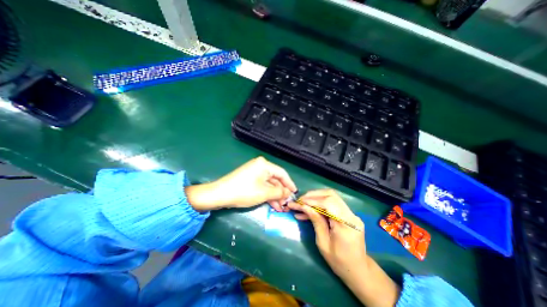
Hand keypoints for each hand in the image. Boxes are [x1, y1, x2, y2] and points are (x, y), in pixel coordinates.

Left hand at [184, 158, 296, 210]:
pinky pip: (262, 186)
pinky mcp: (249, 179)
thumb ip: (279, 192)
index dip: (289, 184)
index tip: (295, 193)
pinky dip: (267, 195)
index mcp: (264, 165)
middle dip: (281, 192)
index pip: (282, 173)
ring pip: (269, 184)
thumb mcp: (264, 193)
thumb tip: (289, 193)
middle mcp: (260, 166)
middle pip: (275, 179)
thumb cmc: (244, 191)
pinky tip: (272, 205)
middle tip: (287, 203)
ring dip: (274, 196)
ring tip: (280, 208)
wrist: (219, 195)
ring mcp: (254, 172)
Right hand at [286, 190, 366, 281]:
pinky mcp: (348, 214)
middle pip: (331, 195)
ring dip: (315, 198)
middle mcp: (351, 215)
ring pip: (331, 196)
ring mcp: (351, 213)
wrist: (358, 270)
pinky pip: (332, 204)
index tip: (299, 202)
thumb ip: (316, 221)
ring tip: (302, 204)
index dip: (312, 200)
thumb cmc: (339, 261)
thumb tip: (304, 206)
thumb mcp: (323, 243)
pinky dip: (320, 204)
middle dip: (313, 195)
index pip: (328, 203)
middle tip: (300, 200)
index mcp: (346, 224)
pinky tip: (309, 210)